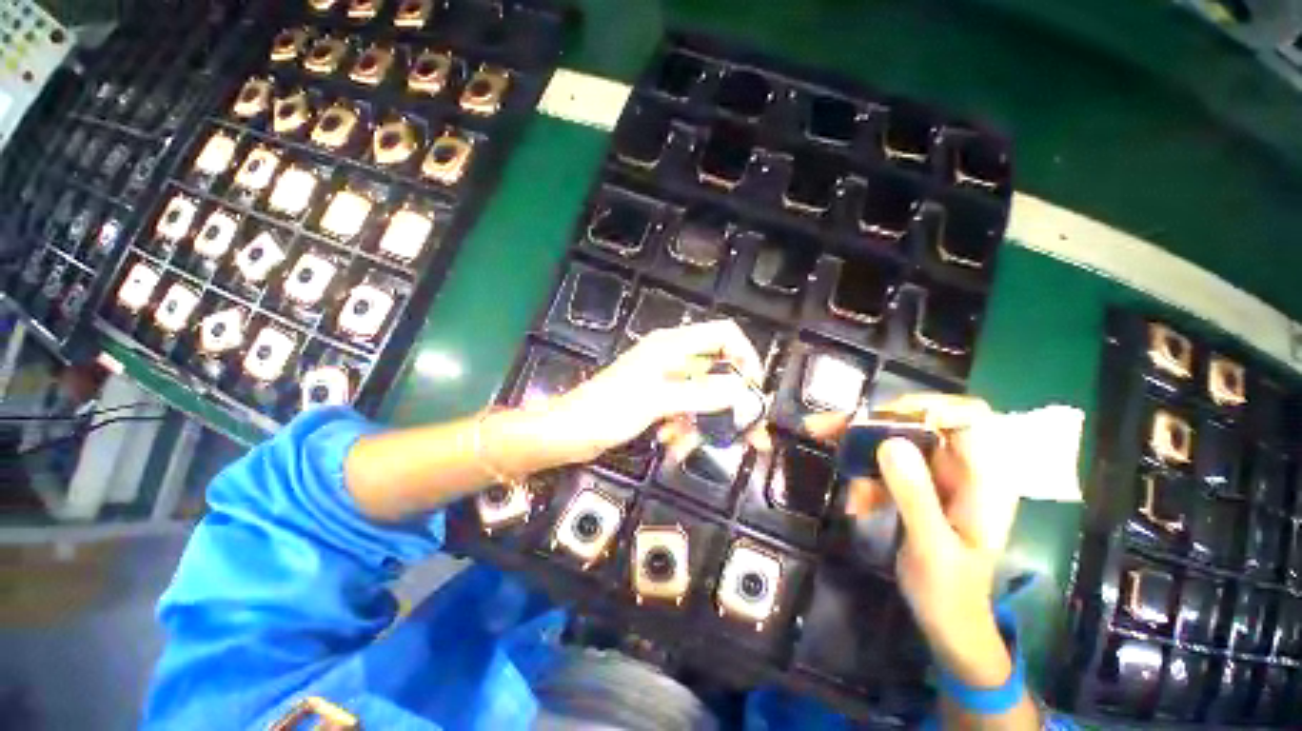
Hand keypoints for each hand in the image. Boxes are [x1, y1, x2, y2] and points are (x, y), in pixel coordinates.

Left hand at [540, 320, 770, 463]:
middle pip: (718, 372)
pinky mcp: (659, 399)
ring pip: (703, 397)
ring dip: (703, 423)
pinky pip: (687, 411)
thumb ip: (700, 393)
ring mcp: (667, 380)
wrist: (570, 431)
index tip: (753, 390)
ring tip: (686, 445)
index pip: (724, 334)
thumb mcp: (657, 400)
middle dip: (731, 404)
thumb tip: (741, 390)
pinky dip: (685, 428)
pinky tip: (672, 444)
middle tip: (750, 437)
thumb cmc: (609, 410)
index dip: (745, 356)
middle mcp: (673, 357)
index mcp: (672, 345)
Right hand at [808, 395, 1019, 686]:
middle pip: (917, 424)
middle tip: (826, 428)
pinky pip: (883, 463)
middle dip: (871, 425)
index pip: (970, 418)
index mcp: (985, 480)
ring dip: (859, 453)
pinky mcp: (915, 484)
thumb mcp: (931, 548)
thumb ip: (915, 496)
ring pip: (894, 441)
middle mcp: (962, 468)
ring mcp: (937, 475)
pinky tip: (856, 503)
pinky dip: (863, 476)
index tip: (882, 419)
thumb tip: (888, 442)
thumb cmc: (950, 592)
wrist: (947, 621)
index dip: (928, 407)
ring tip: (840, 479)